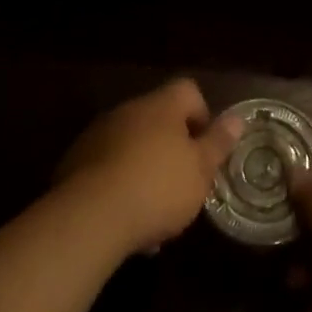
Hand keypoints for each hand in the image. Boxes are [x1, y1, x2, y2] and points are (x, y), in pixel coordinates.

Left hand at [54, 79, 242, 256]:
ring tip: (154, 213)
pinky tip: (126, 221)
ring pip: (132, 145)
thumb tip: (236, 118)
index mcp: (161, 106)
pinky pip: (108, 167)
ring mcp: (98, 134)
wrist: (89, 217)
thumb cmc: (157, 187)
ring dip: (145, 168)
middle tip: (182, 184)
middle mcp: (128, 110)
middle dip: (172, 148)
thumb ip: (218, 143)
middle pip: (158, 118)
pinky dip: (119, 185)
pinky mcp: (75, 162)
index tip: (204, 149)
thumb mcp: (200, 170)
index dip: (202, 115)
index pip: (188, 90)